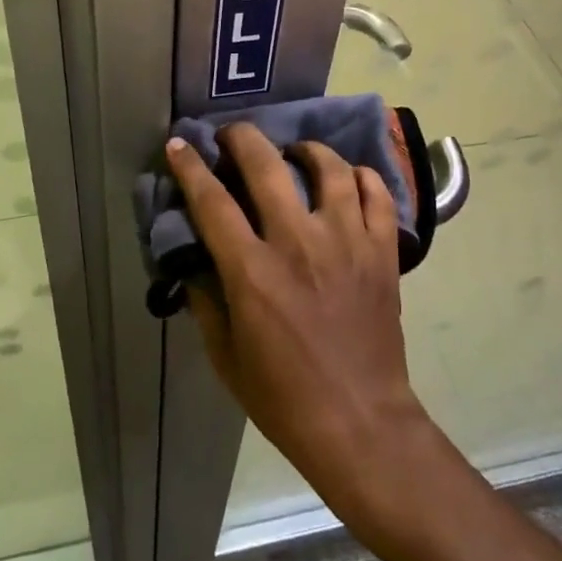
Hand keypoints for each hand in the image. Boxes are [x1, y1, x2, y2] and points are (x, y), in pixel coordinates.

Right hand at [165, 123, 435, 516]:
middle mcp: (299, 243)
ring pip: (329, 168)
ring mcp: (347, 241)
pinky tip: (346, 179)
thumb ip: (206, 301)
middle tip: (233, 136)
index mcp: (253, 271)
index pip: (212, 201)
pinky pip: (376, 194)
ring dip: (305, 150)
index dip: (190, 167)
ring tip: (295, 153)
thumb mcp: (226, 357)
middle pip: (267, 166)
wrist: (360, 423)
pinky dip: (360, 176)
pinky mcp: (383, 251)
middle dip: (242, 138)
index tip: (179, 145)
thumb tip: (196, 260)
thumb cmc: (283, 397)